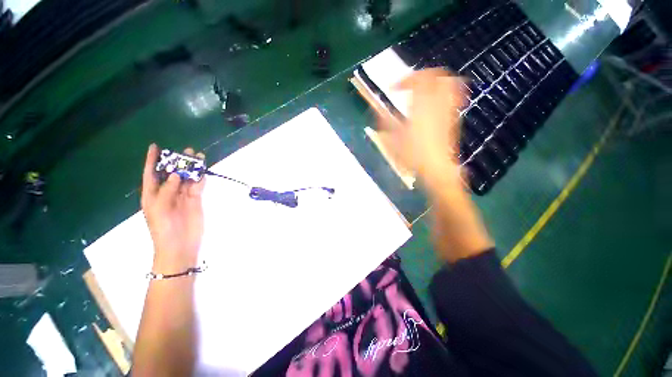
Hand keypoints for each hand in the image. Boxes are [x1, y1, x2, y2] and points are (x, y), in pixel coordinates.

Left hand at [141, 144, 205, 272]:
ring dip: (192, 169)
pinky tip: (203, 172)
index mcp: (153, 195)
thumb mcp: (159, 209)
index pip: (151, 174)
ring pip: (187, 178)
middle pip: (172, 173)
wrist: (180, 245)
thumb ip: (167, 190)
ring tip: (199, 157)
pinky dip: (200, 179)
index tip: (155, 146)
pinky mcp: (195, 201)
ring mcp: (183, 197)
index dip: (152, 160)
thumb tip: (176, 174)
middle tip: (186, 151)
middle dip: (177, 162)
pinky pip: (198, 186)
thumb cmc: (164, 229)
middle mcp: (167, 193)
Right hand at [378, 68, 466, 186]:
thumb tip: (378, 113)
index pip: (418, 80)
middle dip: (423, 75)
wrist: (436, 168)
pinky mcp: (451, 118)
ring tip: (423, 89)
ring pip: (448, 83)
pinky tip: (432, 103)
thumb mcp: (393, 141)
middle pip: (437, 76)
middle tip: (411, 82)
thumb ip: (385, 123)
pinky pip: (452, 97)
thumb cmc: (413, 155)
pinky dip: (442, 93)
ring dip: (435, 81)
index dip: (405, 80)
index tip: (393, 88)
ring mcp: (446, 111)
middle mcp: (435, 105)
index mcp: (420, 108)